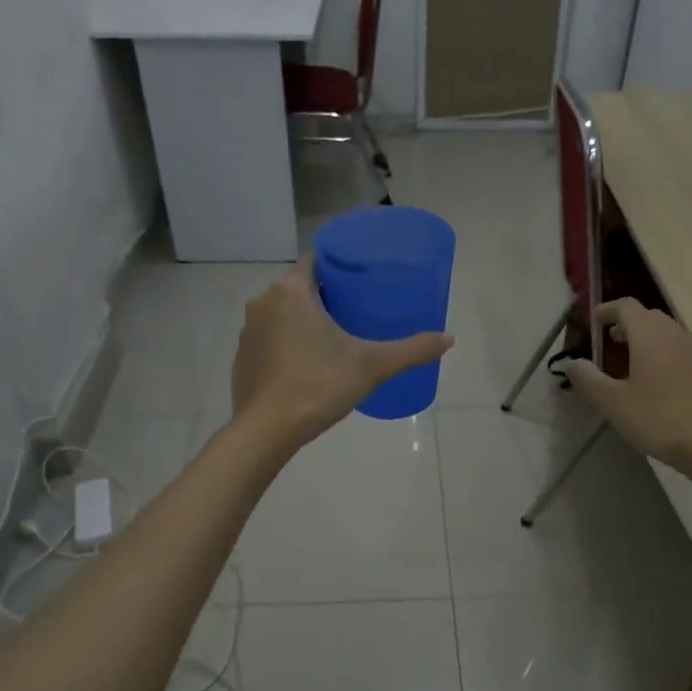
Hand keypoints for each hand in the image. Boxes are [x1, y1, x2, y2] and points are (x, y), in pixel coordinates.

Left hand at [230, 254, 452, 447]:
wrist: (267, 430)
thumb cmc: (319, 386)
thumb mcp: (373, 366)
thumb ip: (412, 350)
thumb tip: (449, 338)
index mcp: (291, 291)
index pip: (315, 260)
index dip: (338, 266)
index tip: (360, 278)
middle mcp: (263, 302)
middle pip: (299, 287)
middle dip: (325, 295)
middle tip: (356, 310)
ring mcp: (248, 331)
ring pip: (282, 314)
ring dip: (304, 320)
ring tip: (334, 337)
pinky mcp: (242, 358)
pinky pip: (269, 340)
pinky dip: (287, 344)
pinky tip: (307, 364)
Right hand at [562, 299, 691, 473]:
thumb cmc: (659, 420)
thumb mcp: (613, 403)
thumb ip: (588, 379)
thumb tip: (572, 362)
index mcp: (650, 336)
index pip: (626, 306)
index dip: (607, 310)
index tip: (595, 322)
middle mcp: (678, 336)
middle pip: (651, 318)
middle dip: (629, 325)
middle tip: (612, 344)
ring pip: (673, 336)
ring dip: (652, 342)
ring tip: (637, 366)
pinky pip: (691, 358)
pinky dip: (675, 361)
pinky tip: (671, 386)